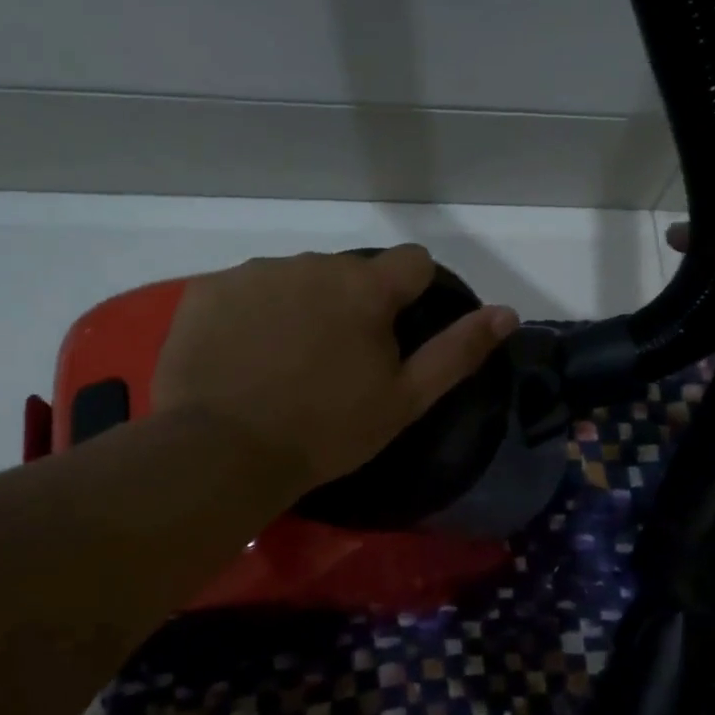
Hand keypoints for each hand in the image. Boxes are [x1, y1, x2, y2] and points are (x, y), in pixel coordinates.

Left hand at [153, 246, 517, 498]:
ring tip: (283, 362)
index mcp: (365, 287)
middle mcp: (312, 263)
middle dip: (349, 305)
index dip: (413, 294)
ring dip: (300, 306)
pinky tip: (241, 356)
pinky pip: (244, 291)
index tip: (395, 332)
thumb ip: (458, 351)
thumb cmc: (327, 430)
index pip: (412, 262)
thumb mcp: (405, 399)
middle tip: (333, 363)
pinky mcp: (208, 289)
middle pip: (347, 273)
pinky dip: (251, 314)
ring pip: (295, 279)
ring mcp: (255, 272)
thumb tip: (507, 312)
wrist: (224, 452)